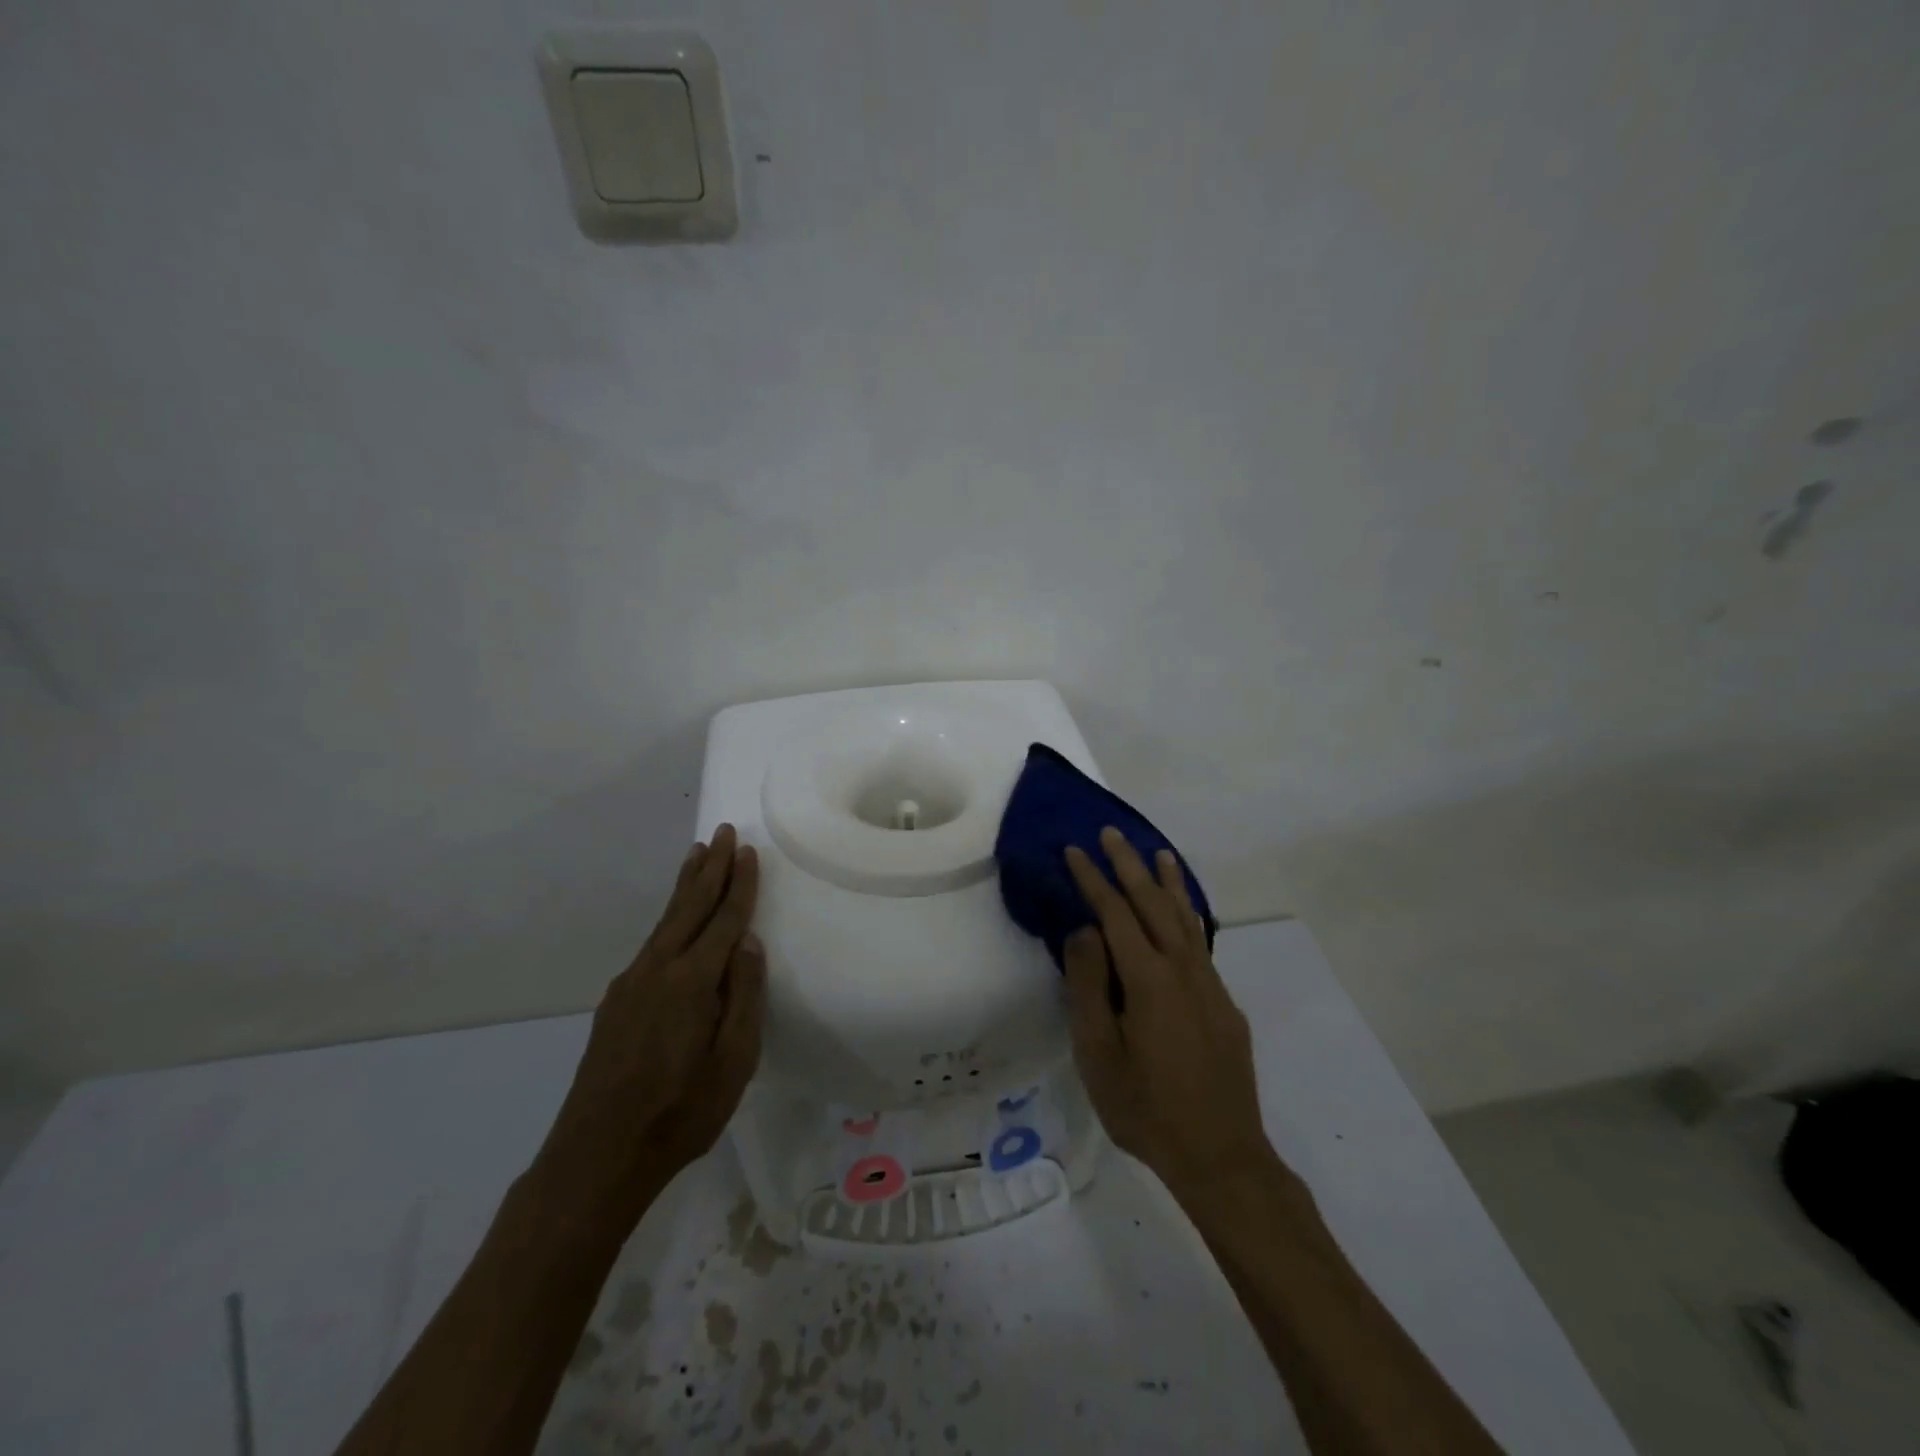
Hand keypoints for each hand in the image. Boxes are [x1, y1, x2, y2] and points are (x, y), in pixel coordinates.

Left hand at [539, 824, 766, 1213]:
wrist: (596, 1158)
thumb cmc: (680, 1113)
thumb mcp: (733, 1062)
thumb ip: (743, 997)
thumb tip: (747, 943)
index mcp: (691, 982)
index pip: (723, 920)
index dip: (738, 885)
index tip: (747, 852)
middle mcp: (657, 971)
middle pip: (688, 907)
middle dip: (709, 869)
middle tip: (721, 833)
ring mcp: (630, 985)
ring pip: (665, 922)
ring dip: (684, 887)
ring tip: (696, 856)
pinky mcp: (615, 1004)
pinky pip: (651, 944)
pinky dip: (669, 918)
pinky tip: (673, 921)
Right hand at [1063, 828, 1274, 1200]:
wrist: (1222, 1156)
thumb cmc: (1147, 1108)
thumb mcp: (1099, 1054)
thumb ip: (1089, 987)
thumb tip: (1084, 931)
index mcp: (1149, 980)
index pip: (1115, 914)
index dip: (1093, 880)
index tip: (1075, 850)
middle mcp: (1184, 970)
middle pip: (1154, 904)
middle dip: (1130, 866)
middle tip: (1112, 834)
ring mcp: (1210, 985)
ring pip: (1186, 918)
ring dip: (1169, 883)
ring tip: (1158, 853)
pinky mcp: (1224, 1003)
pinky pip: (1201, 943)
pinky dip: (1189, 914)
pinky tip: (1184, 913)